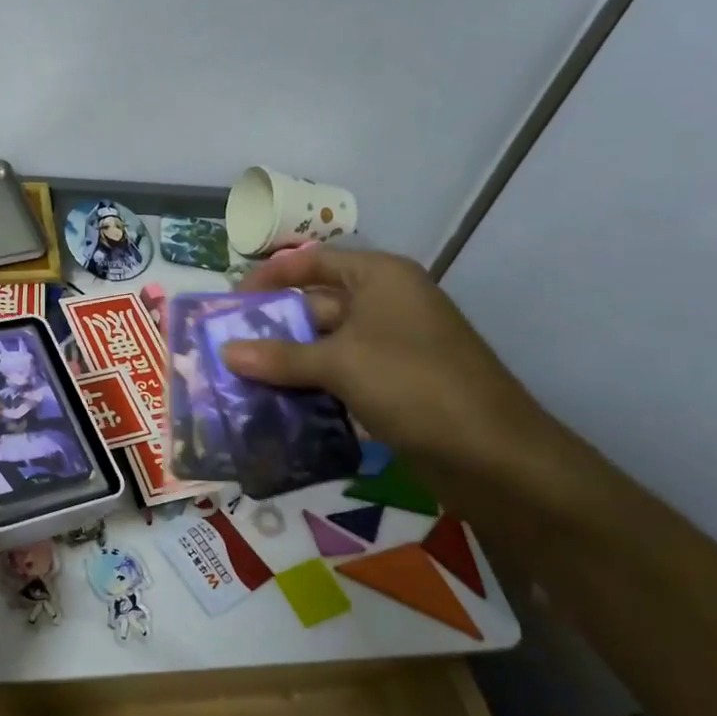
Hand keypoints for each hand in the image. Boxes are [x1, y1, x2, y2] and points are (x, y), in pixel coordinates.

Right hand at [220, 247, 546, 465]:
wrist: (492, 454)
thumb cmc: (414, 385)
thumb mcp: (340, 364)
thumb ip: (280, 357)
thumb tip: (225, 352)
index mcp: (379, 277)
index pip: (312, 261)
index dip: (270, 276)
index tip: (230, 302)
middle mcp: (385, 303)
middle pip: (315, 304)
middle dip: (271, 326)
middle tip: (224, 348)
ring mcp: (391, 346)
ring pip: (324, 345)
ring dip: (286, 361)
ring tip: (238, 379)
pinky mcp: (393, 384)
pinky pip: (339, 375)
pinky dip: (309, 386)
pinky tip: (274, 404)